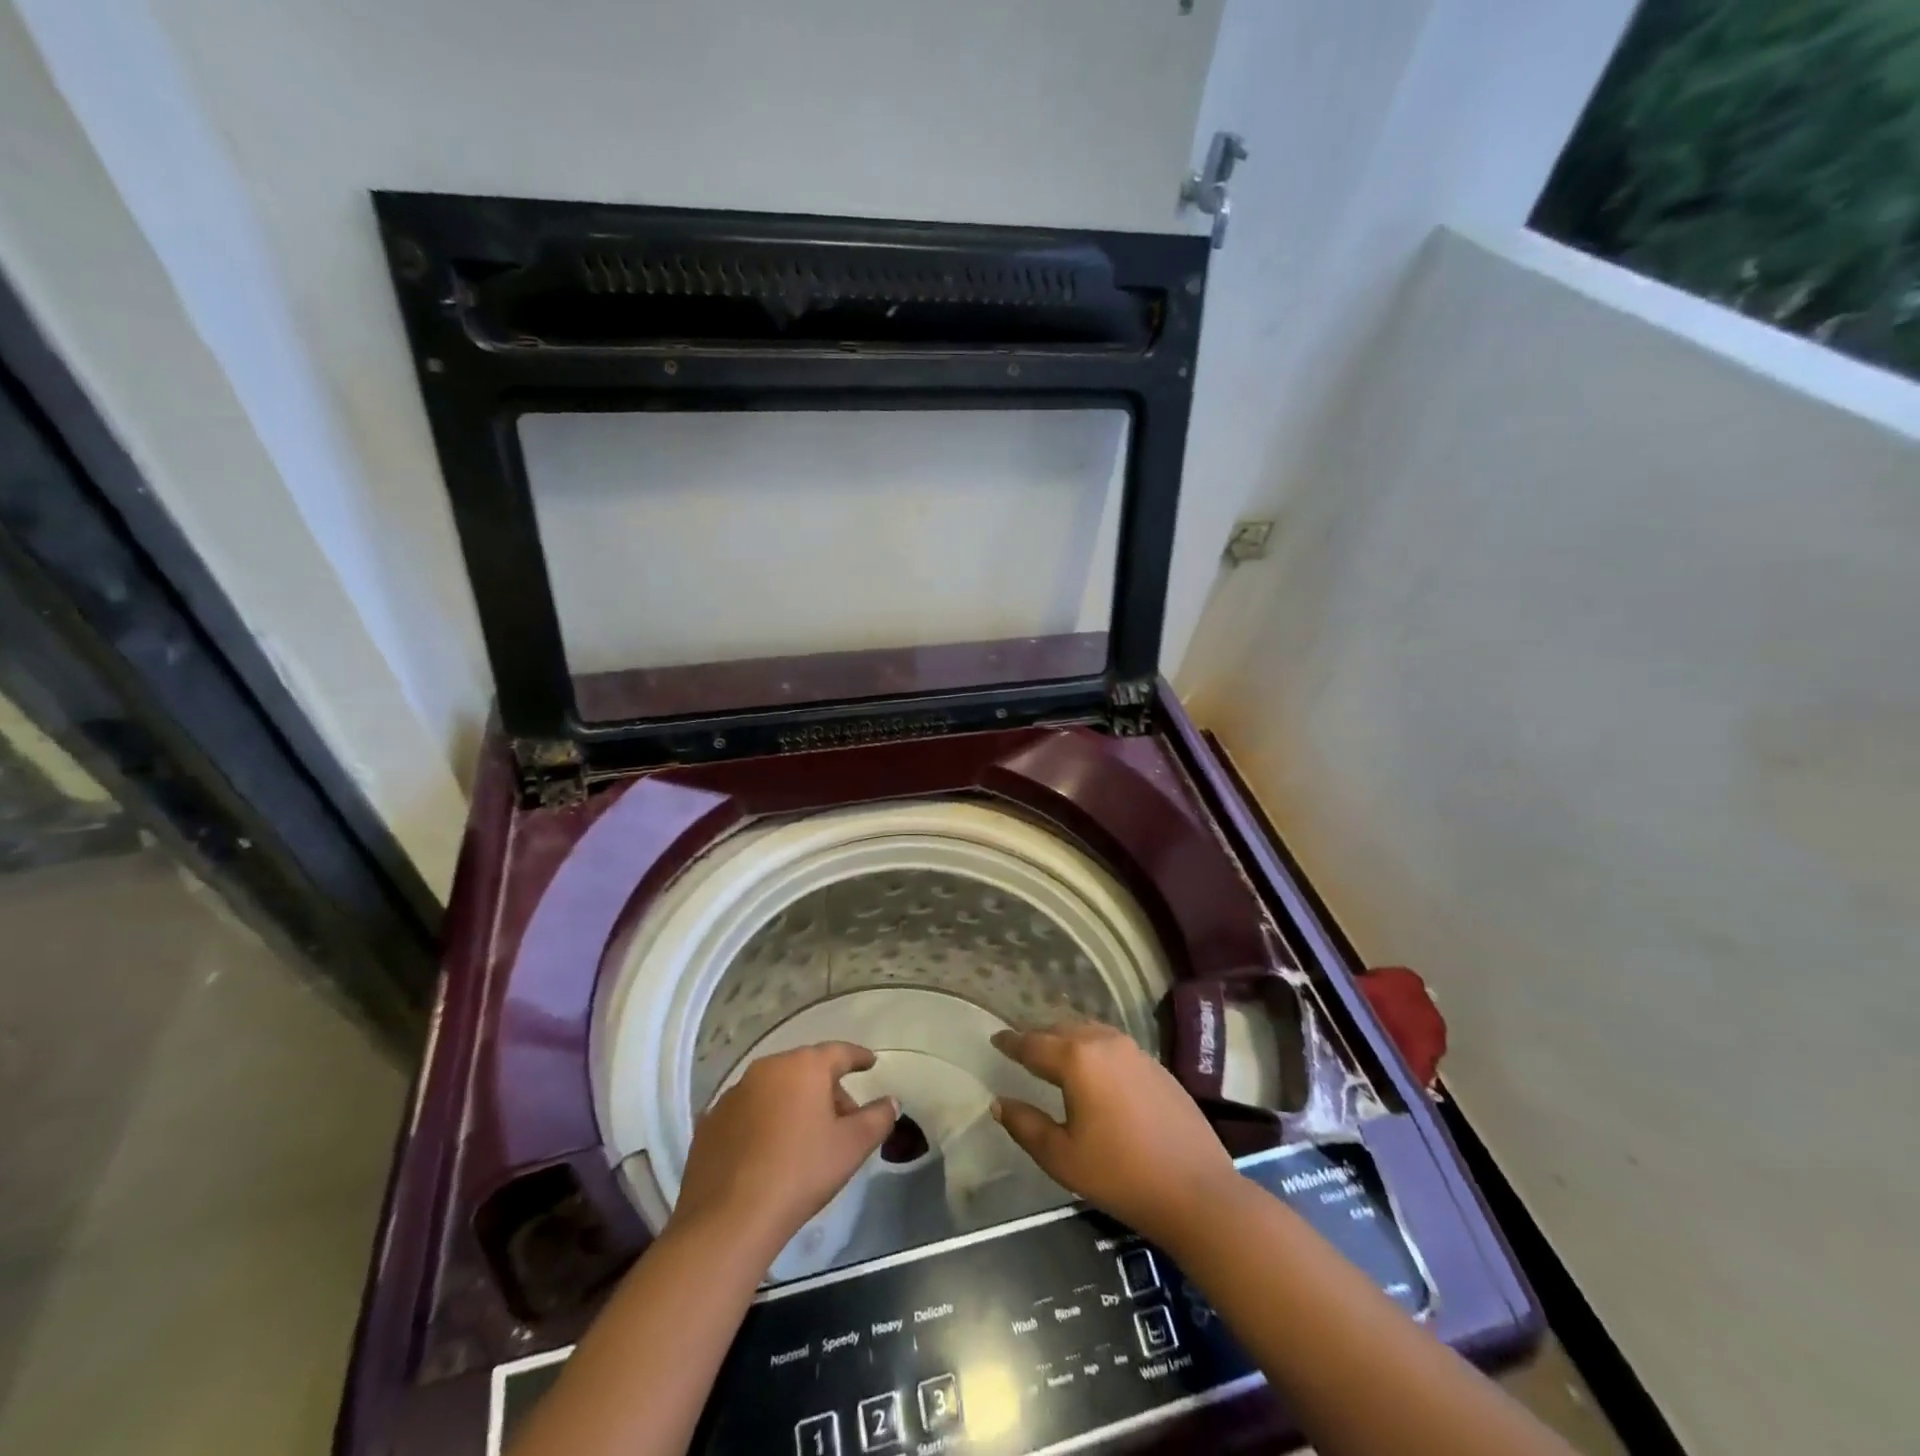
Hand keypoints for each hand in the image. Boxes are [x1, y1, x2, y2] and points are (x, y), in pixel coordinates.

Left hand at [670, 1042, 896, 1262]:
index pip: (839, 1052)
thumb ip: (877, 1119)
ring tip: (806, 1138)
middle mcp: (767, 1068)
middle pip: (807, 1070)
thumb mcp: (851, 1147)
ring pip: (776, 1089)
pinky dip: (764, 1121)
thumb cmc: (800, 1172)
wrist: (728, 1220)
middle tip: (844, 1120)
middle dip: (827, 1090)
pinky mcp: (710, 1121)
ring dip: (794, 1104)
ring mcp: (734, 1093)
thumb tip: (890, 1102)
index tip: (870, 1062)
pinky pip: (748, 1111)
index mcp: (804, 1066)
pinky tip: (770, 1151)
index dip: (858, 1057)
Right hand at [991, 1020, 1235, 1246]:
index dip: (1011, 1042)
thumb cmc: (1120, 1175)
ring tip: (1054, 1055)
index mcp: (1077, 1059)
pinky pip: (1112, 1045)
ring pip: (1090, 1032)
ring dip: (1068, 1038)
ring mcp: (1134, 1050)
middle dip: (1039, 1036)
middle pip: (1062, 1029)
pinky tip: (1093, 1069)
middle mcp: (1104, 1042)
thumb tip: (999, 1103)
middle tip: (1022, 1048)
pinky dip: (1093, 1048)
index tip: (995, 1038)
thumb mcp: (1062, 1157)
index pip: (1033, 1043)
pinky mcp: (1155, 1065)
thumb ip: (1026, 1125)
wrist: (1196, 1190)